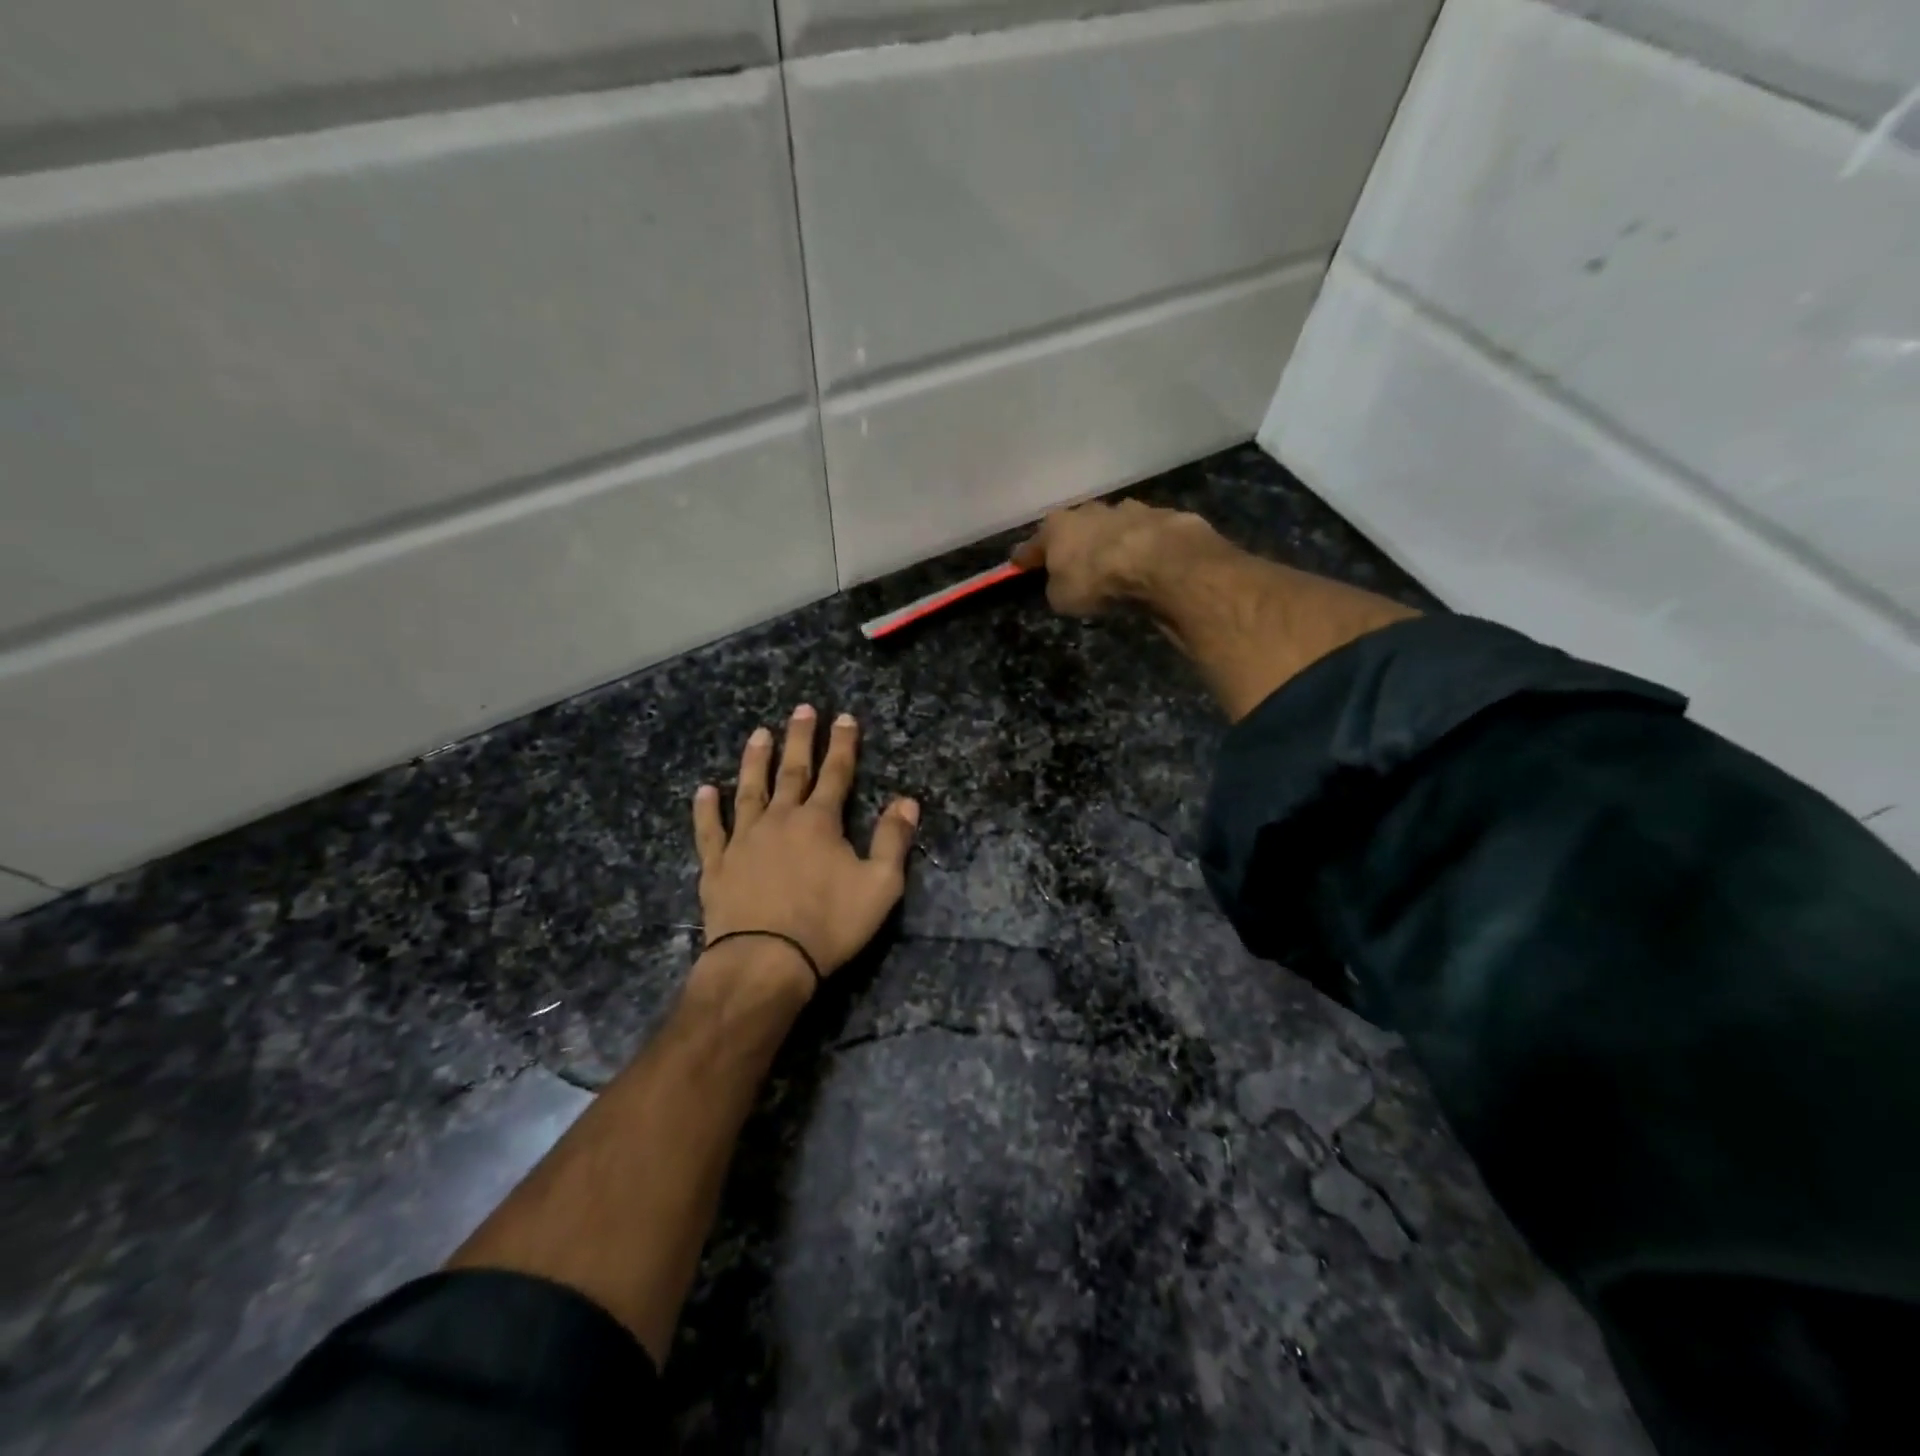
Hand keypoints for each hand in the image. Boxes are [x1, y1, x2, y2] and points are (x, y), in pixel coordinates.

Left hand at [693, 706, 918, 990]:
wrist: (765, 961)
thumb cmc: (828, 924)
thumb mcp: (880, 885)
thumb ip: (894, 840)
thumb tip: (907, 800)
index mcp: (820, 822)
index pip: (836, 774)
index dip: (842, 745)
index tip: (844, 718)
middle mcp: (780, 819)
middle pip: (792, 771)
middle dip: (800, 739)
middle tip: (802, 709)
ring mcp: (744, 840)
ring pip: (750, 790)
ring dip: (755, 761)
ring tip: (758, 734)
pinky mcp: (717, 865)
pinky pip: (710, 830)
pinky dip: (706, 809)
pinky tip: (705, 791)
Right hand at [1011, 499, 1212, 615]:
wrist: (1159, 561)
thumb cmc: (1096, 579)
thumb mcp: (1062, 597)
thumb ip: (1057, 586)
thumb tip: (1061, 583)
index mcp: (1058, 526)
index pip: (1033, 543)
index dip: (1025, 557)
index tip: (1017, 564)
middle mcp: (1090, 511)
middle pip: (1075, 527)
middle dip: (1073, 543)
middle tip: (1073, 561)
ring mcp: (1128, 510)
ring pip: (1112, 526)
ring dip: (1110, 541)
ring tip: (1115, 564)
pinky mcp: (1161, 517)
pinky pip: (1144, 535)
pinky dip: (1142, 547)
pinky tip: (1147, 563)